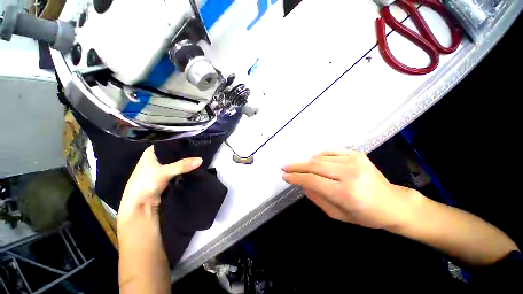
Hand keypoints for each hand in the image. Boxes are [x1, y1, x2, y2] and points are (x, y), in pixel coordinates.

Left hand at [117, 146, 201, 224]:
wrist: (140, 206)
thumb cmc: (145, 184)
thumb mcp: (164, 172)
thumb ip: (182, 165)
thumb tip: (201, 159)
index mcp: (151, 152)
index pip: (169, 143)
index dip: (181, 142)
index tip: (195, 141)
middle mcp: (156, 158)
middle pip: (174, 153)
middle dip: (186, 153)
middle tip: (201, 150)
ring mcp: (161, 168)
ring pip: (177, 161)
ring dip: (186, 161)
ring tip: (200, 156)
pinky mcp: (167, 177)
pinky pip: (179, 169)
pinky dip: (185, 169)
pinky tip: (195, 166)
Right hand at [282, 149, 420, 229]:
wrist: (393, 204)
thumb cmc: (365, 215)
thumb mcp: (337, 214)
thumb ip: (316, 197)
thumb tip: (302, 183)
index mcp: (346, 193)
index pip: (313, 180)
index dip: (296, 177)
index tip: (285, 176)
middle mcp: (350, 173)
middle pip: (314, 165)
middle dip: (296, 166)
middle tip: (285, 167)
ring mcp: (354, 160)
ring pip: (320, 157)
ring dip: (307, 162)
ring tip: (302, 168)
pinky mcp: (356, 154)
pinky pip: (330, 151)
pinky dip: (318, 156)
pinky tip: (315, 162)